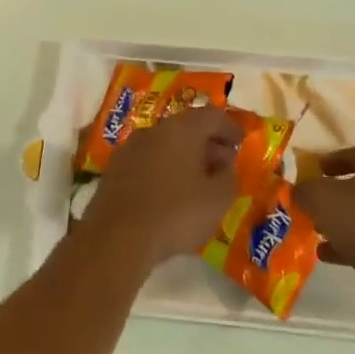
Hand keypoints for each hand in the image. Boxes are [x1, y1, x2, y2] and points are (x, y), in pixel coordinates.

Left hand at [79, 106, 242, 268]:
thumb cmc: (175, 214)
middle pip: (186, 127)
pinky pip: (147, 162)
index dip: (230, 127)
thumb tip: (224, 165)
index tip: (241, 143)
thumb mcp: (218, 199)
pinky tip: (170, 194)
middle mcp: (152, 130)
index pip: (212, 115)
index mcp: (181, 129)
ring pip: (164, 144)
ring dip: (184, 157)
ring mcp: (129, 149)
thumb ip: (229, 177)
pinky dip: (163, 170)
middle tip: (222, 164)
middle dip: (207, 143)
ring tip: (198, 182)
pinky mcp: (113, 171)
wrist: (116, 238)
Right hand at [293, 145, 354, 318]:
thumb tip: (299, 191)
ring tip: (318, 231)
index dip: (333, 160)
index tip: (315, 169)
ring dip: (344, 221)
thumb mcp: (319, 198)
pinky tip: (328, 254)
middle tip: (316, 202)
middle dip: (338, 194)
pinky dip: (352, 244)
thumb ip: (305, 190)